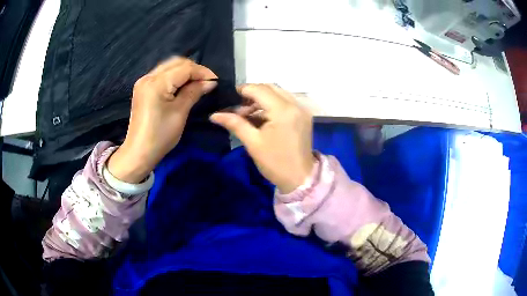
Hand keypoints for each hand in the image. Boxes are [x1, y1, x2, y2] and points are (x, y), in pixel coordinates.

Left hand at [108, 57, 217, 182]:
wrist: (139, 152)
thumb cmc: (160, 136)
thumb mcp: (180, 113)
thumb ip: (194, 92)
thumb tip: (210, 82)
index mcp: (157, 83)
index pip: (184, 68)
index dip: (202, 72)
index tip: (215, 81)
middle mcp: (148, 77)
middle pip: (176, 62)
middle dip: (194, 69)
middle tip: (206, 82)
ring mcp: (143, 82)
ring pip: (169, 67)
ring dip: (184, 72)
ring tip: (196, 83)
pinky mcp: (142, 88)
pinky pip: (162, 74)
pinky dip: (174, 77)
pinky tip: (182, 86)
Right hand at [210, 84, 314, 193]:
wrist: (300, 179)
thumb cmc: (275, 163)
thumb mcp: (253, 143)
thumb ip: (235, 123)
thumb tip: (214, 115)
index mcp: (283, 110)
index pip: (259, 90)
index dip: (243, 90)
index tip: (230, 97)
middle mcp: (295, 104)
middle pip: (270, 87)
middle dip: (253, 93)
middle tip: (239, 107)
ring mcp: (302, 109)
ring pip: (279, 93)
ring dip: (262, 99)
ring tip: (248, 113)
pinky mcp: (304, 116)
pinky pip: (286, 101)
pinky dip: (272, 104)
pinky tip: (262, 116)